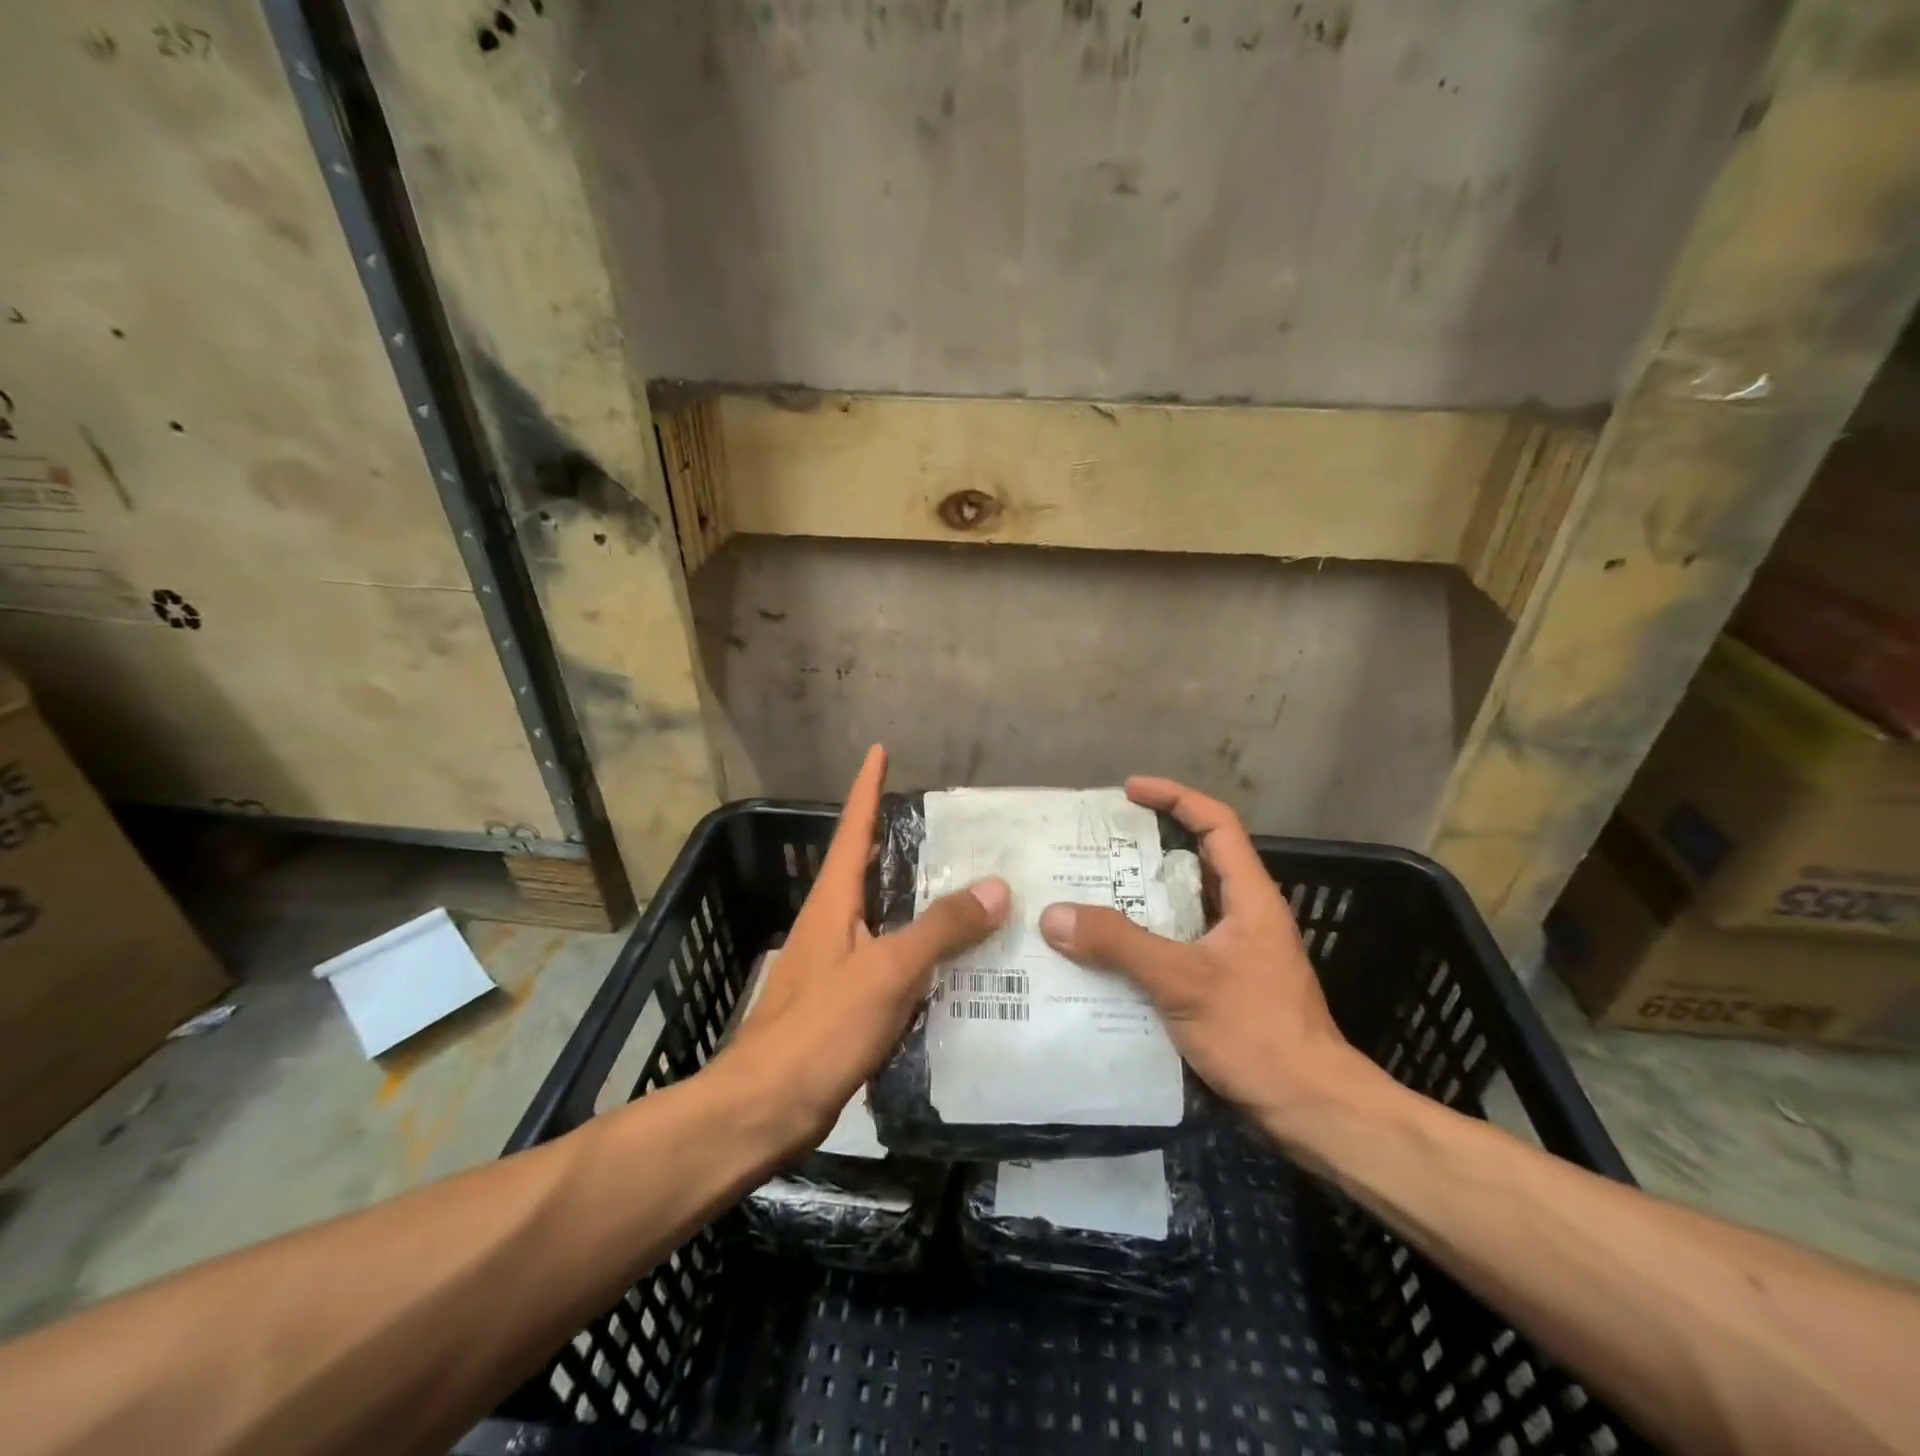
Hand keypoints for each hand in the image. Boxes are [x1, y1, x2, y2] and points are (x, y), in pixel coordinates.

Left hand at [722, 745, 1009, 1149]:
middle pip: (870, 868)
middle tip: (957, 828)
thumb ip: (941, 928)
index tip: (880, 751)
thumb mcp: (887, 971)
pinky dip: (922, 951)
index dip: (868, 788)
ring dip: (920, 899)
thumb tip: (997, 887)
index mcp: (833, 902)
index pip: (853, 829)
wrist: (765, 1109)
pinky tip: (955, 963)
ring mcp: (835, 964)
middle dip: (903, 842)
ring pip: (885, 916)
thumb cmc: (820, 1027)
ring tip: (971, 888)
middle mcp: (831, 923)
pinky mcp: (845, 1003)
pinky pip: (892, 960)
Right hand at [1038, 776, 1382, 1149]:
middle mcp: (1244, 915)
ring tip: (1089, 894)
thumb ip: (1120, 944)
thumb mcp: (1183, 981)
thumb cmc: (1257, 1033)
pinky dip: (1143, 939)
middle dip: (1147, 848)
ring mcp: (1235, 952)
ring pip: (1182, 907)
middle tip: (1095, 847)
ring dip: (1141, 897)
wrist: (1311, 1110)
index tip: (1129, 791)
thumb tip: (1055, 915)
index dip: (1175, 798)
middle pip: (1195, 862)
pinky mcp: (1224, 985)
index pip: (1216, 824)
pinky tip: (1107, 955)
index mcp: (1249, 897)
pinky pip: (1176, 944)